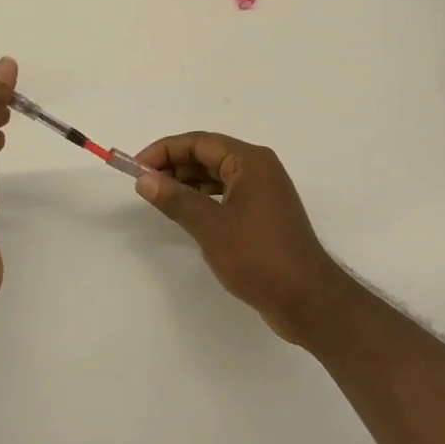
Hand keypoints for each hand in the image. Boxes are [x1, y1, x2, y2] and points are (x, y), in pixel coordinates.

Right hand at [134, 133, 350, 343]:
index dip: (164, 151)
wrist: (308, 301)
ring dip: (187, 182)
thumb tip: (144, 179)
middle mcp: (259, 168)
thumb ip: (175, 199)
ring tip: (159, 197)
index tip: (136, 167)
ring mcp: (264, 192)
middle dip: (174, 165)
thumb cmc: (259, 256)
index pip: (199, 142)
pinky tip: (186, 212)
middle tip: (144, 183)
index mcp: (250, 161)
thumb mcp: (210, 226)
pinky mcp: (264, 214)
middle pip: (208, 155)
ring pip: (217, 175)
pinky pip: (227, 194)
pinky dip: (203, 198)